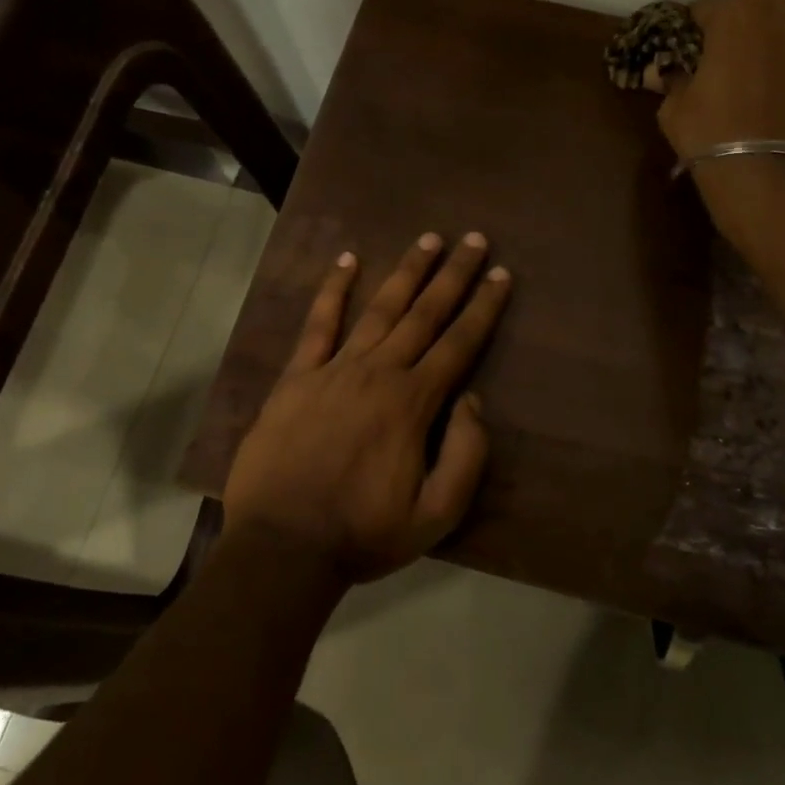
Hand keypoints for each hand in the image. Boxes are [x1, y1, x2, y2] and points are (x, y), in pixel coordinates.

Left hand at [223, 233, 511, 583]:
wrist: (283, 546)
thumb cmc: (364, 533)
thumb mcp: (436, 514)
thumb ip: (466, 455)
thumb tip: (471, 400)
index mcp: (413, 403)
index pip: (460, 343)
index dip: (484, 307)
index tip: (501, 274)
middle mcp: (378, 373)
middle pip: (424, 314)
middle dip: (453, 275)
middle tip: (473, 238)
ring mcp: (334, 370)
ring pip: (379, 309)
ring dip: (406, 271)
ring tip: (428, 239)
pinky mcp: (296, 377)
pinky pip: (317, 325)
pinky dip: (333, 290)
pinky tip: (347, 260)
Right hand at [657, 0, 784, 166]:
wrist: (772, 178)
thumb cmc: (712, 137)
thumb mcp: (673, 110)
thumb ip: (675, 81)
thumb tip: (672, 74)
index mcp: (736, 17)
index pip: (707, 6)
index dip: (696, 27)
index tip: (690, 48)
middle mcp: (784, 16)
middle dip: (747, 11)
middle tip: (733, 47)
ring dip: (782, 36)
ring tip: (768, 73)